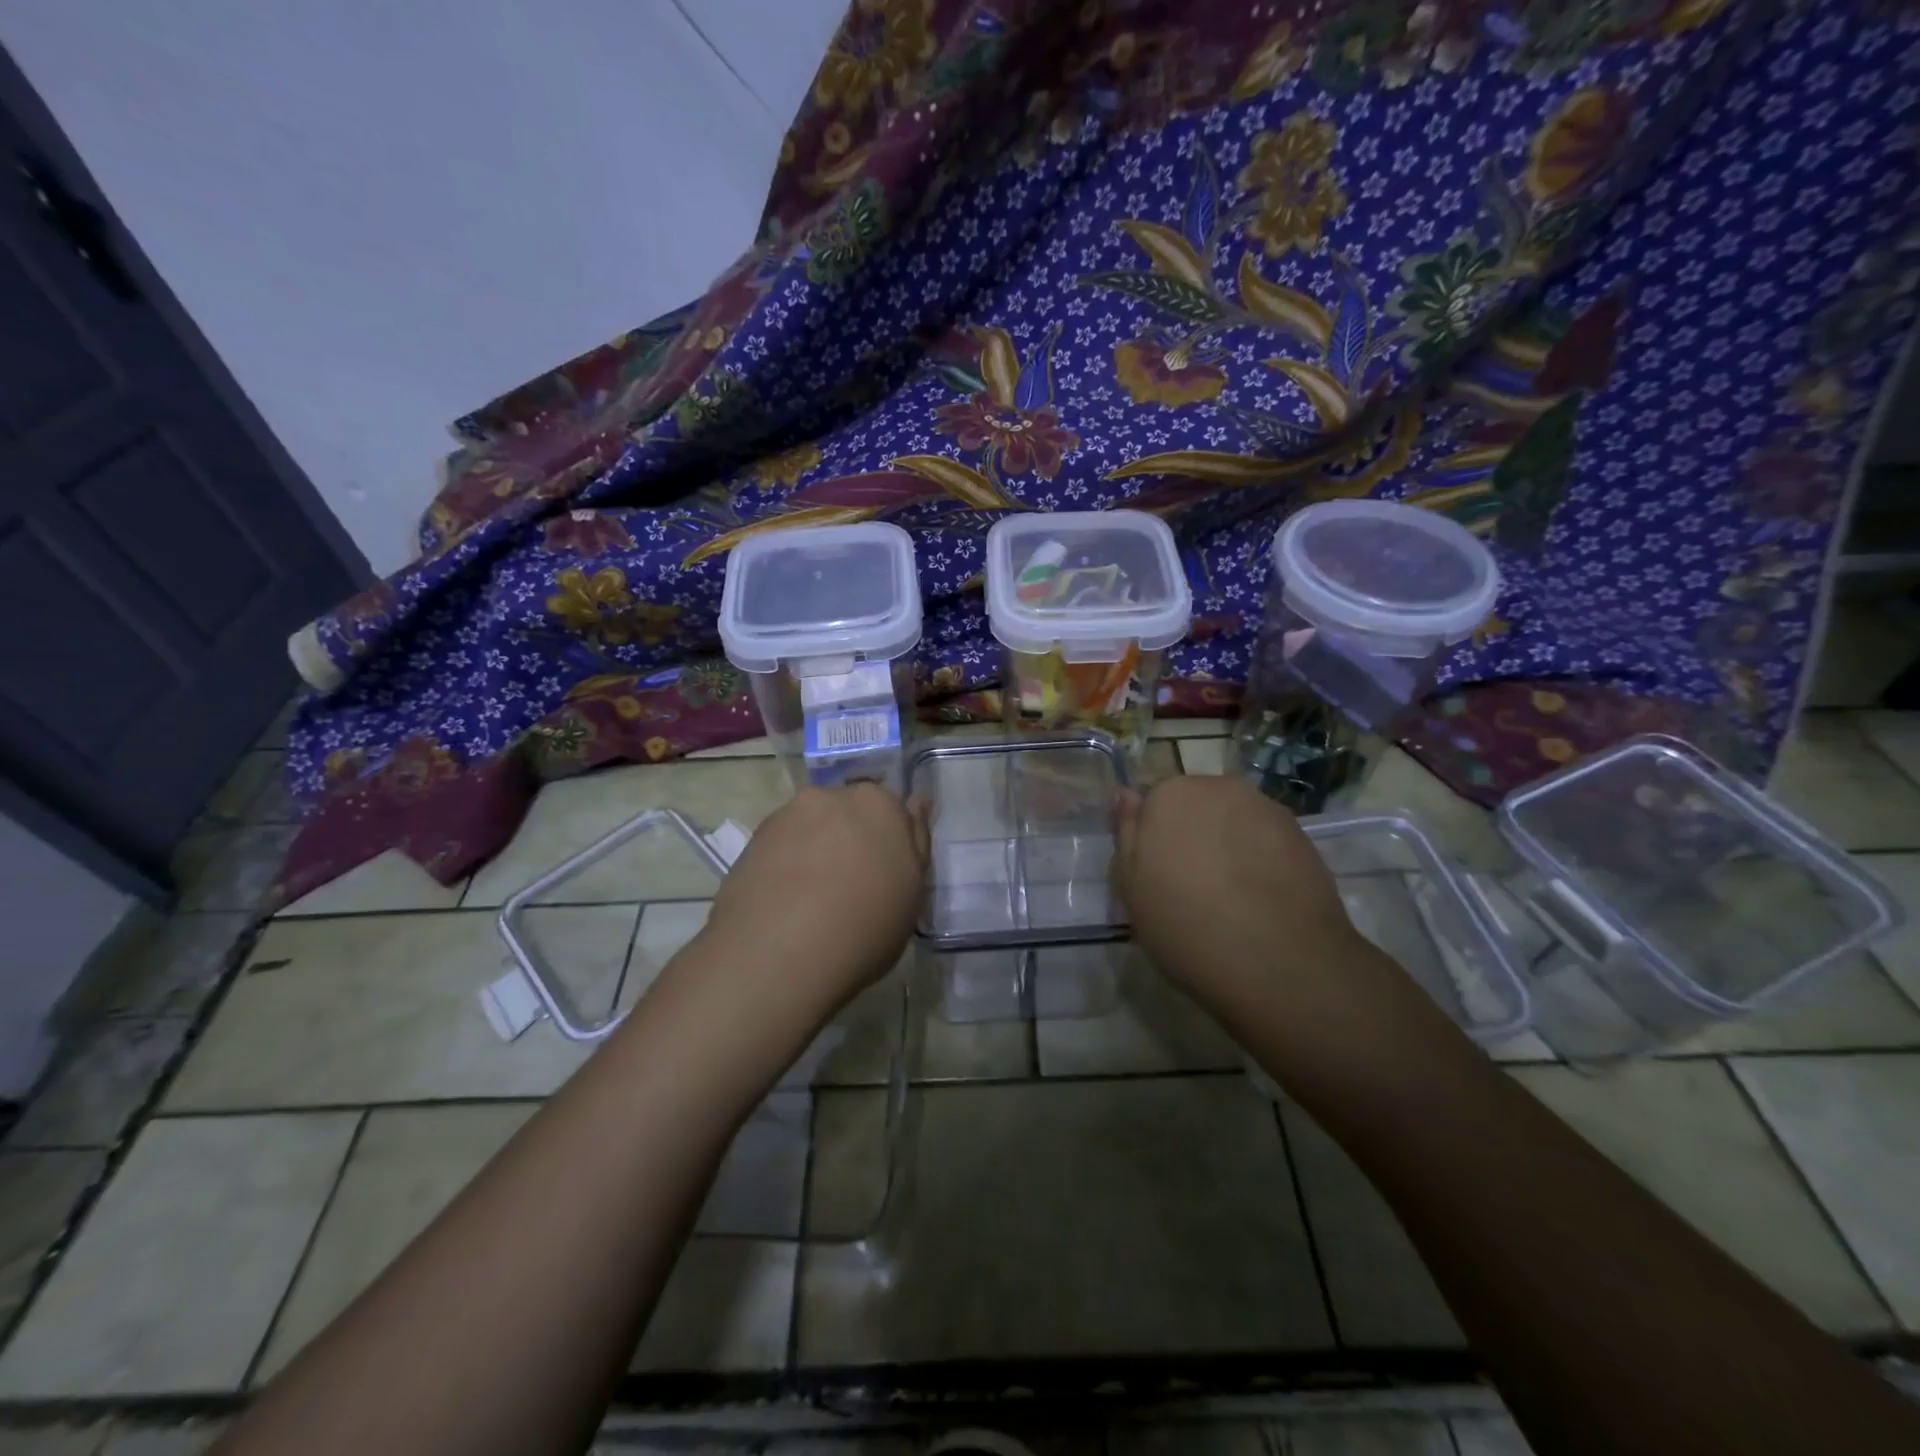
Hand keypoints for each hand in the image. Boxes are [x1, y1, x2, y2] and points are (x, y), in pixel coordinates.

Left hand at [697, 782, 930, 1016]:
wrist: (779, 954)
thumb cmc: (866, 925)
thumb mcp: (913, 891)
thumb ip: (916, 841)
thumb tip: (916, 802)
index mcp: (878, 803)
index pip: (890, 809)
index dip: (887, 842)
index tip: (884, 874)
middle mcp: (830, 796)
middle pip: (846, 813)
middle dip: (849, 839)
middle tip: (850, 887)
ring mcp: (786, 816)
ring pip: (810, 828)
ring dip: (815, 851)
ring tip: (812, 901)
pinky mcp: (751, 841)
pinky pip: (780, 848)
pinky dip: (785, 866)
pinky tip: (786, 904)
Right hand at [1113, 774, 1366, 1010]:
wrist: (1279, 963)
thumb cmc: (1185, 925)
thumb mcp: (1132, 887)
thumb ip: (1127, 833)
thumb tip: (1126, 794)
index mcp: (1171, 795)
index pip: (1154, 805)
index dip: (1156, 841)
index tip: (1159, 875)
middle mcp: (1220, 788)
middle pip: (1198, 807)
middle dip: (1194, 836)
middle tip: (1193, 888)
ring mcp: (1267, 810)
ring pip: (1235, 822)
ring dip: (1229, 847)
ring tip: (1232, 899)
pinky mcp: (1304, 837)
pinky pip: (1267, 842)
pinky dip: (1262, 862)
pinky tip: (1261, 901)